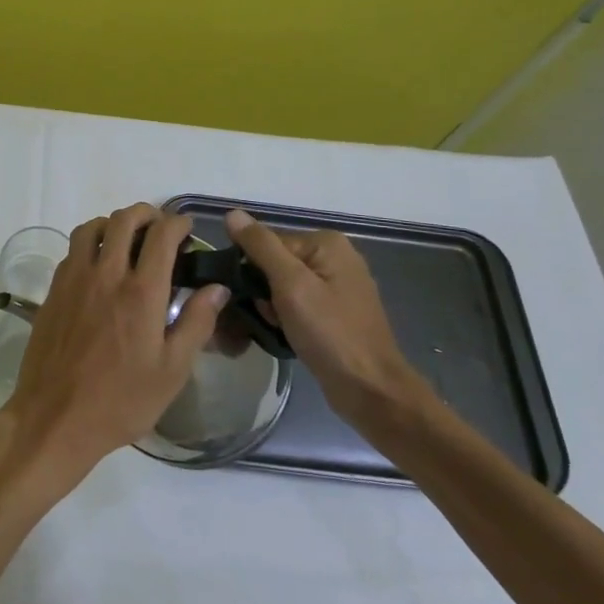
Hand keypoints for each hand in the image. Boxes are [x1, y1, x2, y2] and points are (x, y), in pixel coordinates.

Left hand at [1, 204, 228, 487]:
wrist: (55, 418)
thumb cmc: (121, 401)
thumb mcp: (172, 371)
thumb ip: (197, 323)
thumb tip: (217, 287)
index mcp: (141, 292)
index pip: (161, 236)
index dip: (178, 223)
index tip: (187, 229)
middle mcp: (105, 275)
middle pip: (123, 220)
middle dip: (146, 214)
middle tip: (159, 228)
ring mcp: (74, 280)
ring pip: (91, 228)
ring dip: (113, 224)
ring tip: (127, 240)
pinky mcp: (53, 291)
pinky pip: (72, 251)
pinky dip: (89, 244)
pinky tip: (98, 266)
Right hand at [224, 209, 430, 428]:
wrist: (370, 390)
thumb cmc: (330, 333)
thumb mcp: (290, 285)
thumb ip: (260, 246)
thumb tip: (232, 213)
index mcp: (326, 243)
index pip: (266, 243)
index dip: (250, 269)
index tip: (249, 297)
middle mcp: (334, 257)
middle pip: (274, 263)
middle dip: (261, 291)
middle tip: (267, 317)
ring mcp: (337, 286)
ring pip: (282, 287)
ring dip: (270, 308)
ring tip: (276, 330)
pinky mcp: (335, 312)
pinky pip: (297, 304)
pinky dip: (285, 318)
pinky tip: (285, 335)